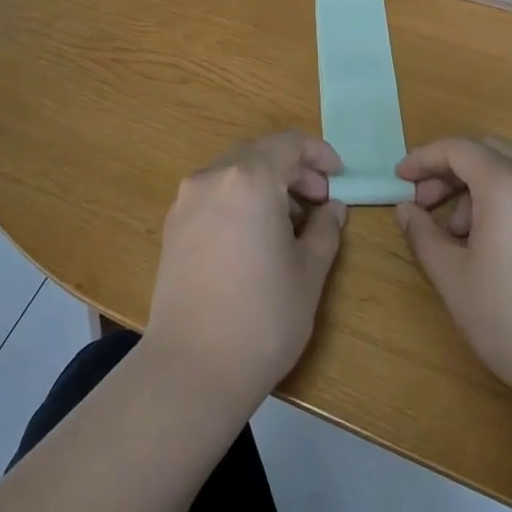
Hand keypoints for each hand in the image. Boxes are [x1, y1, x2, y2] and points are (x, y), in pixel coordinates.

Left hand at [145, 132, 346, 411]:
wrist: (193, 367)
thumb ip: (325, 230)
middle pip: (258, 154)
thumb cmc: (264, 316)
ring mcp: (186, 201)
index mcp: (249, 179)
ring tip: (290, 222)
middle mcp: (212, 178)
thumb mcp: (309, 272)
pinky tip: (255, 236)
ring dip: (265, 184)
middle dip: (292, 169)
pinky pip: (213, 195)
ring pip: (233, 173)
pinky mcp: (173, 227)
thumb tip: (332, 208)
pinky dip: (239, 200)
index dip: (318, 153)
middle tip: (319, 200)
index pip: (288, 144)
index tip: (338, 175)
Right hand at [395, 137, 511, 419]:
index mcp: (508, 184)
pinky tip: (500, 243)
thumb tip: (406, 210)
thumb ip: (423, 234)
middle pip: (488, 151)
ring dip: (480, 186)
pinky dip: (510, 200)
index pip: (457, 149)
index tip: (401, 178)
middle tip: (426, 203)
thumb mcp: (452, 277)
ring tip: (463, 234)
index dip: (423, 158)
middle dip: (451, 170)